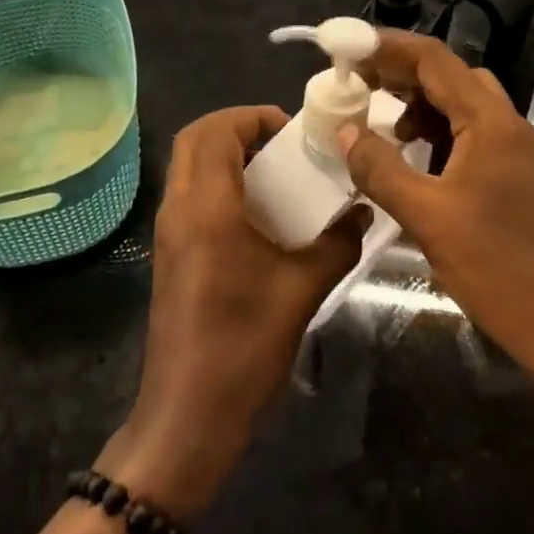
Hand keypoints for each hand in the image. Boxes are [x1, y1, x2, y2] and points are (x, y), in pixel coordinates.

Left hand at [104, 106, 362, 518]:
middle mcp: (179, 209)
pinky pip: (190, 195)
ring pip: (188, 167)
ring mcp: (168, 233)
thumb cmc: (244, 347)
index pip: (215, 130)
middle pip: (194, 139)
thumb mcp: (302, 291)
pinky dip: (219, 184)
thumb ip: (337, 243)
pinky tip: (258, 216)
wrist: (188, 417)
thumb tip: (365, 213)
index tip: (291, 130)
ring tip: (275, 174)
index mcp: (207, 206)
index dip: (252, 116)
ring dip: (226, 155)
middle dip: (237, 128)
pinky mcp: (169, 255)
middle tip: (281, 144)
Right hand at [338, 31, 533, 384]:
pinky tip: (413, 157)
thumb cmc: (497, 267)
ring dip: (419, 103)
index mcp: (490, 122)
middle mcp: (507, 124)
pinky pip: (470, 133)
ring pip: (461, 104)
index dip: (388, 47)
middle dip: (401, 72)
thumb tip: (345, 131)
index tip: (348, 48)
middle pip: (449, 75)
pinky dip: (436, 132)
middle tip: (357, 82)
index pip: (434, 60)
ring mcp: (514, 150)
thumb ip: (381, 169)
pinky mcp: (514, 175)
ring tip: (381, 122)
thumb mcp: (427, 217)